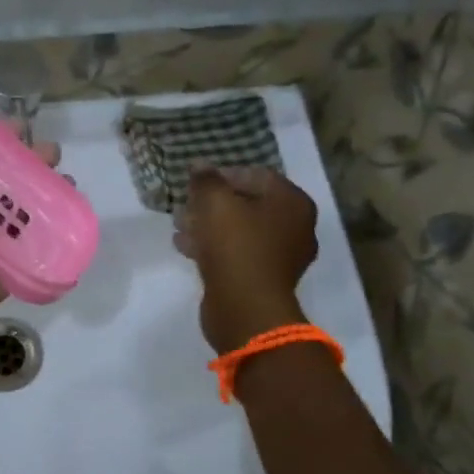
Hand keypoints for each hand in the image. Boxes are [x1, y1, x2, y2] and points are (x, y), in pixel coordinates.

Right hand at [175, 165, 318, 353]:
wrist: (245, 308)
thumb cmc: (236, 246)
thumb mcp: (215, 203)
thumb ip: (206, 180)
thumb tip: (199, 165)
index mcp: (293, 203)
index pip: (257, 175)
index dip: (223, 174)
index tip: (196, 181)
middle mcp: (295, 227)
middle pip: (248, 204)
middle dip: (213, 203)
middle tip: (185, 203)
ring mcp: (280, 257)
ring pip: (239, 231)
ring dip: (208, 225)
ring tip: (178, 224)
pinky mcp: (261, 280)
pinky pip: (235, 254)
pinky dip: (212, 247)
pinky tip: (184, 246)